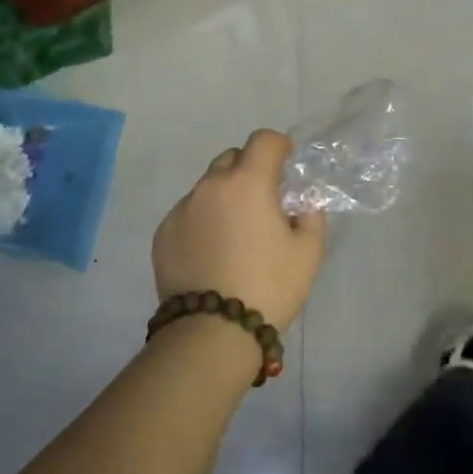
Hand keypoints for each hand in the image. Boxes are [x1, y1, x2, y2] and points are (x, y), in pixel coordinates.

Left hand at [152, 131, 326, 328]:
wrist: (212, 333)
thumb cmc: (269, 287)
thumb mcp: (308, 252)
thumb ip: (310, 217)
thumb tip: (301, 205)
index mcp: (248, 182)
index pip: (263, 140)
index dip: (278, 146)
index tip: (286, 164)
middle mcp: (210, 186)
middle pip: (232, 158)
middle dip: (249, 170)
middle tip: (262, 202)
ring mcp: (182, 209)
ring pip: (207, 187)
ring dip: (224, 196)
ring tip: (235, 233)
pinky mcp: (163, 234)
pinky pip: (188, 213)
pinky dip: (203, 220)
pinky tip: (212, 253)